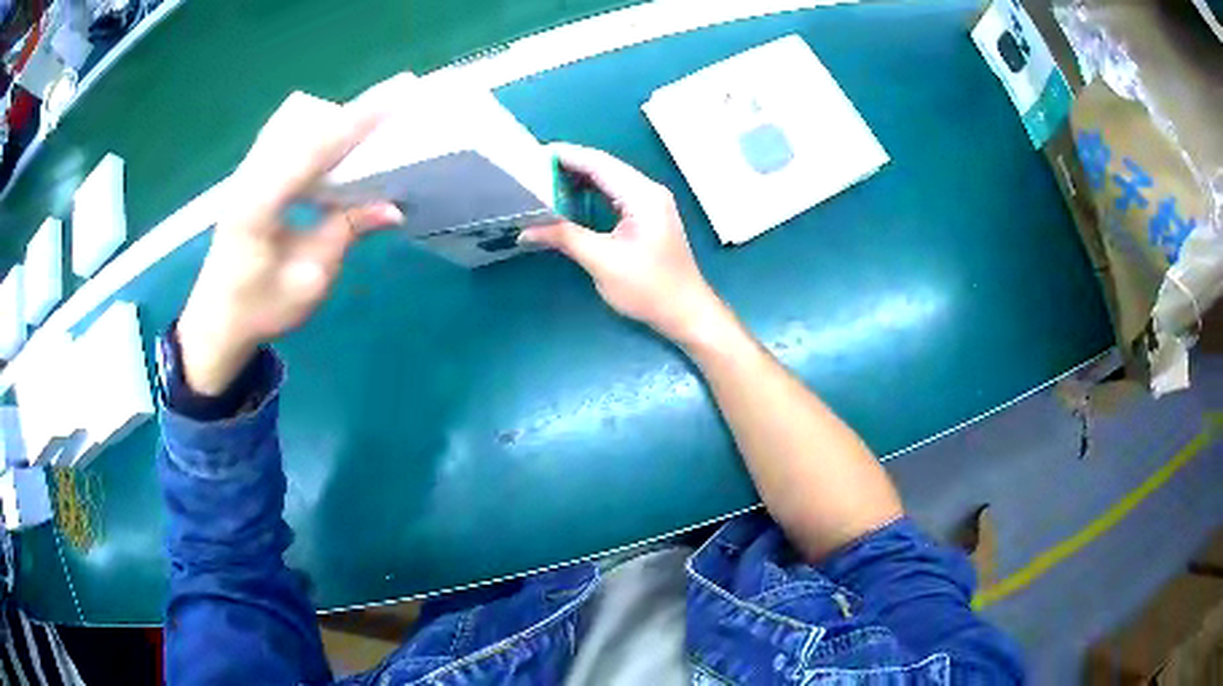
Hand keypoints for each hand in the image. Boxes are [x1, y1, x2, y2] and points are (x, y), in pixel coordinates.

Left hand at [177, 81, 410, 395]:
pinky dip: (314, 132)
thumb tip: (393, 206)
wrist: (215, 321)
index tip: (398, 94)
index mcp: (258, 206)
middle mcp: (249, 177)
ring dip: (330, 122)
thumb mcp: (309, 280)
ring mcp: (246, 171)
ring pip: (292, 119)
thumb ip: (345, 233)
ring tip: (360, 143)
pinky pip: (285, 131)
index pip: (313, 149)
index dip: (357, 120)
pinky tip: (329, 157)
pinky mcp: (250, 173)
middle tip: (386, 129)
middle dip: (347, 116)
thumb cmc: (259, 309)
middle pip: (302, 119)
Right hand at [520, 143, 725, 345]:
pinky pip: (615, 194)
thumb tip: (525, 229)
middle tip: (533, 170)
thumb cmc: (648, 288)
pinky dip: (591, 194)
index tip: (534, 155)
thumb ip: (564, 237)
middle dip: (569, 166)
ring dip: (579, 180)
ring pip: (609, 180)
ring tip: (544, 183)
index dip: (566, 156)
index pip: (598, 163)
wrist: (686, 312)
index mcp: (642, 195)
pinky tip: (570, 200)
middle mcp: (648, 191)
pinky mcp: (648, 216)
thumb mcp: (601, 261)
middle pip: (604, 167)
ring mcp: (651, 203)